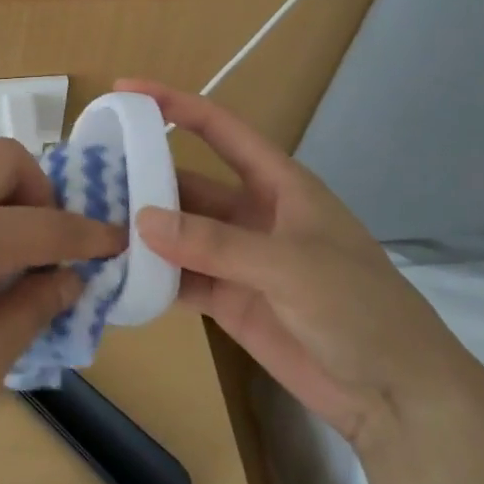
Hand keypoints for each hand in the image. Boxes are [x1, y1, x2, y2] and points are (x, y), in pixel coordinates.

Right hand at [116, 79, 474, 446]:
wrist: (397, 395)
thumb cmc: (358, 308)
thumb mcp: (290, 265)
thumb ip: (215, 243)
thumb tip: (142, 220)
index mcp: (277, 184)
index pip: (219, 130)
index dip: (174, 104)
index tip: (126, 88)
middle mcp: (250, 213)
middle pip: (186, 183)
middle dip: (141, 176)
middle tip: (86, 175)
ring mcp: (237, 258)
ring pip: (177, 232)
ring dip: (141, 229)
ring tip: (89, 223)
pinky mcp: (228, 299)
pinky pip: (179, 278)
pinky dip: (150, 276)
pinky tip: (114, 274)